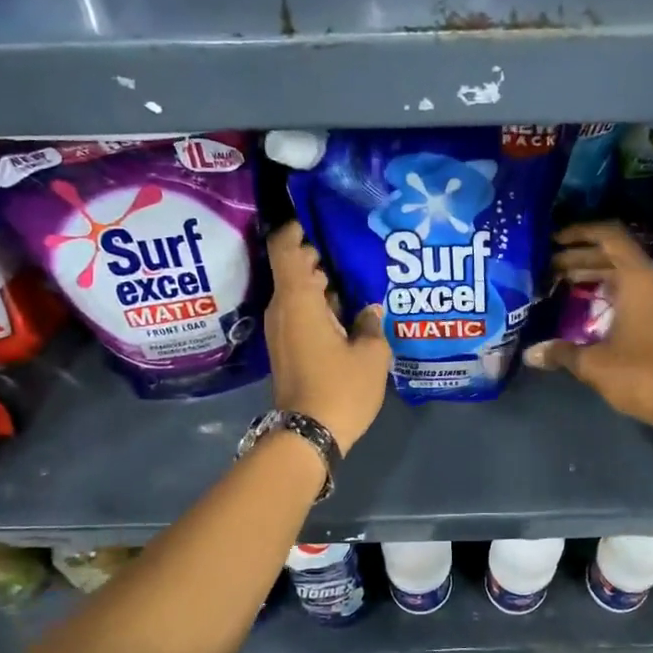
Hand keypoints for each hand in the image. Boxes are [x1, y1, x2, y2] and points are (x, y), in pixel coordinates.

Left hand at [264, 220, 393, 449]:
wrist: (308, 435)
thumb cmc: (340, 388)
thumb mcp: (371, 354)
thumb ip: (371, 324)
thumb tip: (369, 309)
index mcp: (298, 299)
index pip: (285, 247)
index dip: (298, 227)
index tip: (320, 217)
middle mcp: (283, 308)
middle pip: (293, 267)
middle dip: (319, 254)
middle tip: (353, 246)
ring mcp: (281, 330)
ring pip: (298, 292)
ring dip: (322, 282)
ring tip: (357, 276)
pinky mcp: (286, 347)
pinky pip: (300, 312)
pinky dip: (318, 304)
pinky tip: (348, 310)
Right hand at [523, 222, 652, 448]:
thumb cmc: (642, 374)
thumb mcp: (594, 363)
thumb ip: (561, 352)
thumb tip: (530, 354)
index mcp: (640, 277)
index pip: (609, 236)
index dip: (579, 233)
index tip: (553, 240)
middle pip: (615, 254)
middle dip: (580, 257)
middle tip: (548, 267)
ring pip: (626, 272)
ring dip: (596, 274)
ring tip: (562, 282)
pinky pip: (637, 289)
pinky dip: (612, 290)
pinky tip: (590, 304)